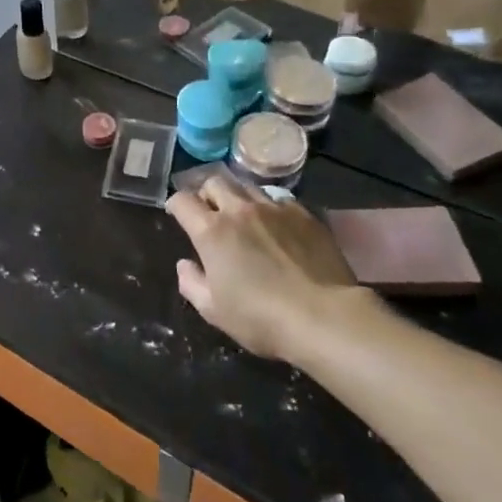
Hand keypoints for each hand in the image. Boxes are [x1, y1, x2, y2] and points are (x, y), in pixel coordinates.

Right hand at [166, 175, 376, 363]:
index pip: (182, 201)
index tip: (178, 215)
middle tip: (210, 212)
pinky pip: (279, 199)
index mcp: (211, 231)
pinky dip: (269, 207)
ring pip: (246, 186)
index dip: (176, 206)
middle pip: (214, 182)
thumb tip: (185, 264)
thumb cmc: (261, 318)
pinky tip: (276, 225)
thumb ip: (191, 283)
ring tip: (243, 215)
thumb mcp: (214, 310)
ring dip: (237, 196)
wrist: (324, 317)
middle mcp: (239, 210)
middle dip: (206, 193)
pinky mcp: (304, 214)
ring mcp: (274, 208)